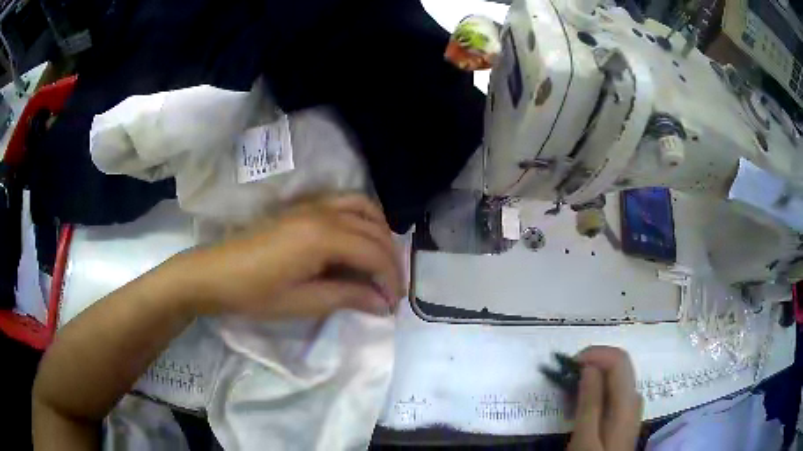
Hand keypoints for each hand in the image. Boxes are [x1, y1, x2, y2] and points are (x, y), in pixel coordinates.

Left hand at [177, 193, 404, 319]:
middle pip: (374, 231)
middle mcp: (323, 213)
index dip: (390, 279)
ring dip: (380, 233)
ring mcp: (312, 205)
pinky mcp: (303, 207)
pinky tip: (359, 239)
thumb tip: (383, 304)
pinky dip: (362, 217)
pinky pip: (345, 202)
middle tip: (391, 290)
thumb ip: (348, 297)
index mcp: (323, 237)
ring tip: (381, 262)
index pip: (374, 254)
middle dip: (391, 260)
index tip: (393, 304)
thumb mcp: (302, 302)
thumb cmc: (254, 293)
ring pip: (364, 208)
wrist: (215, 273)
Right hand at [568, 346, 642, 450]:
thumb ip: (590, 402)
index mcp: (627, 401)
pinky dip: (598, 386)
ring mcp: (632, 405)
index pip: (618, 359)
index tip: (568, 365)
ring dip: (594, 374)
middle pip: (620, 364)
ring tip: (570, 387)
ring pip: (617, 375)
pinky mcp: (625, 413)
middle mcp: (634, 397)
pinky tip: (582, 399)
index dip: (594, 354)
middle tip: (565, 375)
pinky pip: (614, 388)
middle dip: (592, 362)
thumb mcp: (585, 438)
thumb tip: (589, 367)